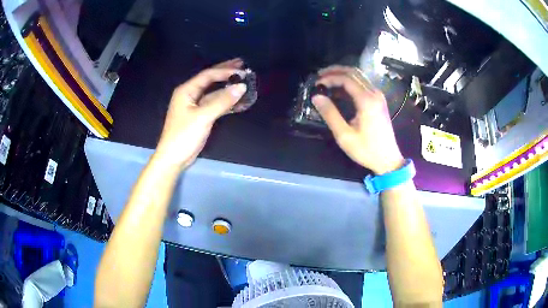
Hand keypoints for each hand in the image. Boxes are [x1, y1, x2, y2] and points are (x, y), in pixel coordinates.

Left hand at [154, 58, 246, 169]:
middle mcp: (190, 95)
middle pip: (210, 80)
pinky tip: (236, 100)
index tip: (242, 70)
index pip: (208, 75)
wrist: (174, 158)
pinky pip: (215, 104)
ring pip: (214, 92)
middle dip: (225, 72)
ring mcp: (195, 106)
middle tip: (242, 65)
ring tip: (242, 80)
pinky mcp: (200, 116)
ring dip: (227, 87)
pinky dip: (226, 101)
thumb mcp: (203, 117)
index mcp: (187, 90)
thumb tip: (241, 87)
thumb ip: (222, 101)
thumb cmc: (184, 135)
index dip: (225, 71)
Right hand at [312, 66, 403, 174]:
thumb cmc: (366, 150)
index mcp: (367, 100)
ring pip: (359, 76)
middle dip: (335, 71)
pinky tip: (340, 90)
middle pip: (354, 72)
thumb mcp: (344, 135)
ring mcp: (378, 96)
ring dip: (343, 75)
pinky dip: (350, 83)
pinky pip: (363, 84)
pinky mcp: (379, 101)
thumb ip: (330, 114)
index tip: (317, 83)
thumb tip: (316, 97)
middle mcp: (374, 94)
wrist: (388, 160)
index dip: (330, 77)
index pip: (346, 79)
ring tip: (327, 80)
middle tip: (319, 76)